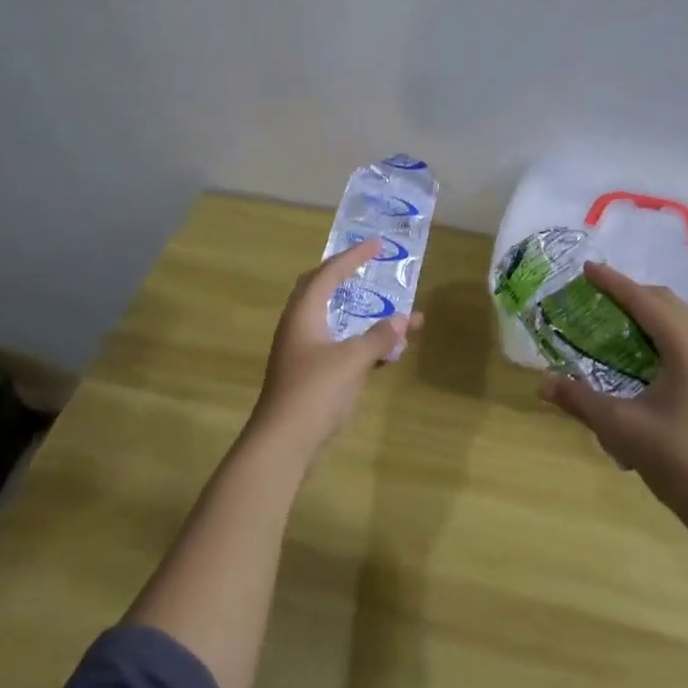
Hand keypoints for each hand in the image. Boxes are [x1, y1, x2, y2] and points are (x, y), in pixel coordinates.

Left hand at [249, 239, 422, 455]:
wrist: (283, 443)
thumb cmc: (314, 393)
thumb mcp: (352, 361)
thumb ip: (379, 338)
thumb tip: (404, 319)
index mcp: (303, 315)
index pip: (328, 274)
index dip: (352, 257)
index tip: (376, 244)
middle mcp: (299, 327)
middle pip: (320, 290)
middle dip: (344, 275)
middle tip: (367, 266)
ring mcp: (302, 352)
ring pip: (331, 320)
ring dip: (358, 312)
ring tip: (384, 306)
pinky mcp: (309, 375)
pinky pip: (338, 345)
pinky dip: (360, 341)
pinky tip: (385, 352)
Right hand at [538, 262, 687, 497]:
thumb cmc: (679, 460)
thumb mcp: (621, 428)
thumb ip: (580, 400)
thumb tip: (543, 384)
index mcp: (687, 347)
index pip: (645, 302)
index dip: (613, 283)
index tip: (586, 269)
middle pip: (668, 303)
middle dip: (632, 293)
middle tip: (598, 295)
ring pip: (683, 321)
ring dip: (650, 312)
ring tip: (618, 320)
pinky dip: (665, 333)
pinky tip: (646, 355)